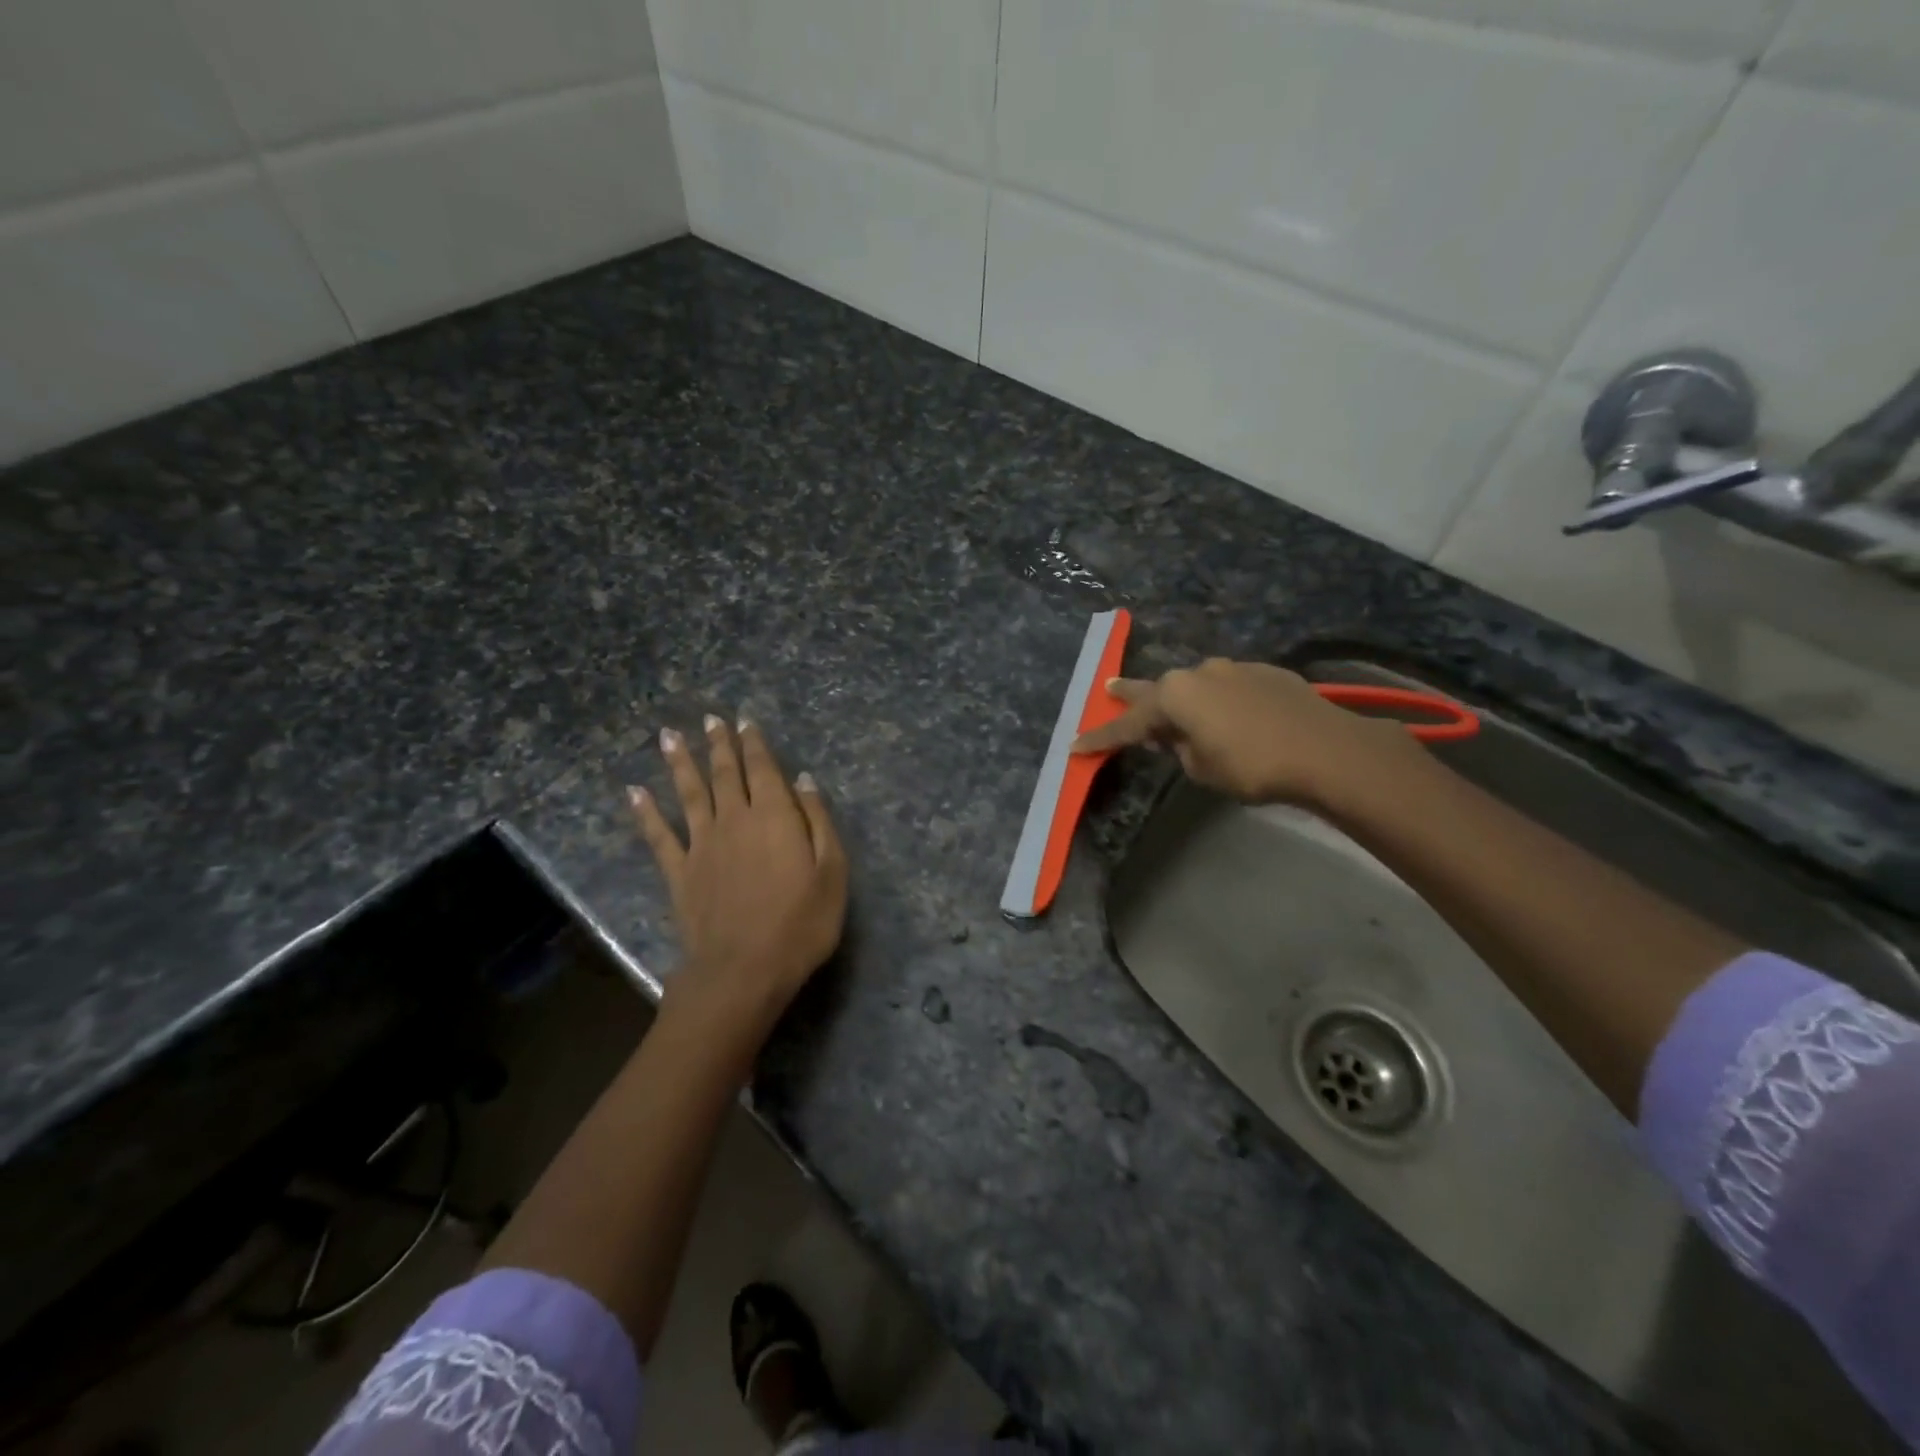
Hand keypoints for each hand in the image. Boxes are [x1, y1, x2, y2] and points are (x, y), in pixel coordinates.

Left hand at [629, 716, 846, 1039]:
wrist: (744, 970)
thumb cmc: (800, 924)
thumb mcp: (832, 872)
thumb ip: (818, 821)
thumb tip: (804, 780)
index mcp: (774, 816)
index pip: (763, 769)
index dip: (754, 743)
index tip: (744, 720)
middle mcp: (734, 820)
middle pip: (724, 773)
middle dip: (718, 744)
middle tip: (709, 719)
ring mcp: (701, 845)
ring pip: (690, 793)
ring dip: (680, 763)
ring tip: (669, 736)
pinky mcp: (679, 872)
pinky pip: (659, 836)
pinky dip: (646, 813)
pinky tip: (634, 792)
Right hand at [1072, 659, 1413, 807]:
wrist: (1326, 750)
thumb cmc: (1252, 765)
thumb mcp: (1202, 768)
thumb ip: (1179, 748)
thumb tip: (1176, 736)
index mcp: (1175, 696)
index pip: (1128, 724)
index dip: (1101, 738)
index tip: (1075, 746)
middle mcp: (1199, 672)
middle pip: (1156, 688)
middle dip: (1131, 694)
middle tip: (1109, 689)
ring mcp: (1234, 668)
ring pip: (1196, 685)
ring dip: (1184, 700)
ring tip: (1179, 715)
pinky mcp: (1265, 672)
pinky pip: (1229, 687)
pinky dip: (1219, 700)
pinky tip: (1229, 715)